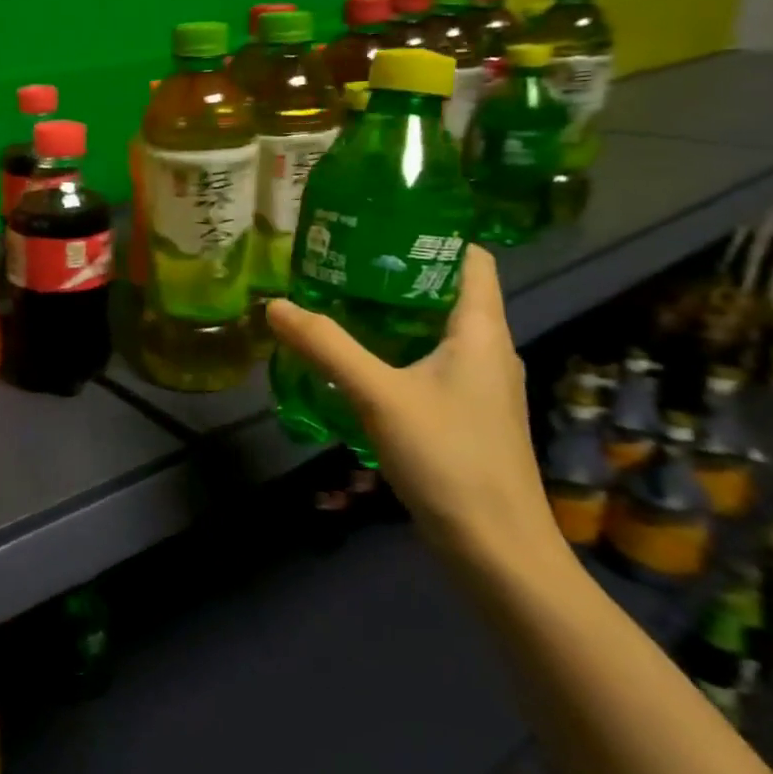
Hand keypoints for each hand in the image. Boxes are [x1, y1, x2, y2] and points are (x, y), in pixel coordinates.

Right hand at [265, 246, 563, 571]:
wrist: (497, 550)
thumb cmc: (449, 458)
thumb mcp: (378, 395)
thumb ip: (326, 346)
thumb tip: (274, 304)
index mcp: (481, 331)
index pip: (470, 259)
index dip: (431, 234)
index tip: (378, 223)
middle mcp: (487, 350)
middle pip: (446, 291)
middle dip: (395, 272)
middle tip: (339, 260)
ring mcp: (479, 385)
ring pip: (435, 329)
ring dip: (392, 313)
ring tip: (338, 301)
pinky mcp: (466, 414)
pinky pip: (429, 362)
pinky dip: (395, 349)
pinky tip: (357, 360)